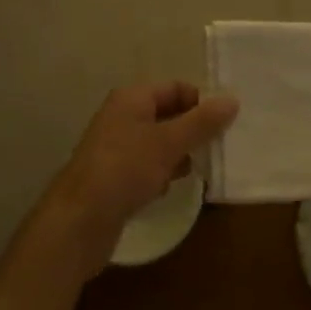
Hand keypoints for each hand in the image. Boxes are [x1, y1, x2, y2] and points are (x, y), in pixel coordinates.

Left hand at [45, 82, 238, 278]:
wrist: (78, 221)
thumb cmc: (124, 170)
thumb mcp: (168, 143)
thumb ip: (201, 123)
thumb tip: (232, 100)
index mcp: (132, 99)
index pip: (175, 88)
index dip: (200, 102)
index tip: (226, 123)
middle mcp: (122, 117)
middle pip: (167, 114)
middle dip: (193, 130)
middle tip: (220, 147)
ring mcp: (116, 148)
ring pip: (159, 143)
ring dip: (180, 154)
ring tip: (201, 169)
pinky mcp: (115, 177)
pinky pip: (147, 166)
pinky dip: (162, 173)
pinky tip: (170, 188)